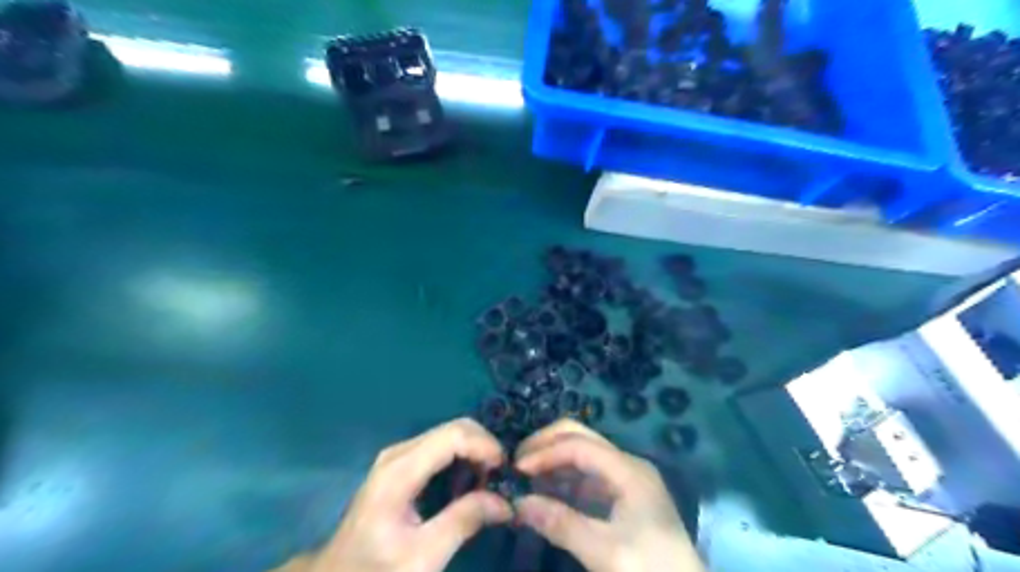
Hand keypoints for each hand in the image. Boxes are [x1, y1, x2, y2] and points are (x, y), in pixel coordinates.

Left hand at [299, 416, 509, 571]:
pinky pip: (441, 448)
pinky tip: (469, 487)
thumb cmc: (376, 571)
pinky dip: (462, 459)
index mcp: (401, 470)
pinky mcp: (401, 465)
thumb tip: (506, 501)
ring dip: (475, 454)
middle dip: (484, 448)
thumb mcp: (423, 557)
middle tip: (502, 481)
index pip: (454, 435)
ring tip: (489, 486)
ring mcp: (399, 456)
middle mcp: (400, 452)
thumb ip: (464, 522)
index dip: (485, 446)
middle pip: (454, 428)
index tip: (507, 472)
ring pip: (450, 435)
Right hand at [515, 417, 706, 569]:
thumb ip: (562, 524)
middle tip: (516, 465)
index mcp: (628, 470)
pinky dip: (562, 482)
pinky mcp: (621, 498)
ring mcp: (624, 480)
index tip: (516, 470)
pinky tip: (543, 495)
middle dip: (546, 446)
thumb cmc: (651, 571)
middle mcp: (626, 465)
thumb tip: (518, 503)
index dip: (544, 452)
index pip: (578, 445)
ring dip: (552, 463)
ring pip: (581, 456)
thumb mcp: (606, 552)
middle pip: (580, 438)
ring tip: (524, 481)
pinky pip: (585, 479)